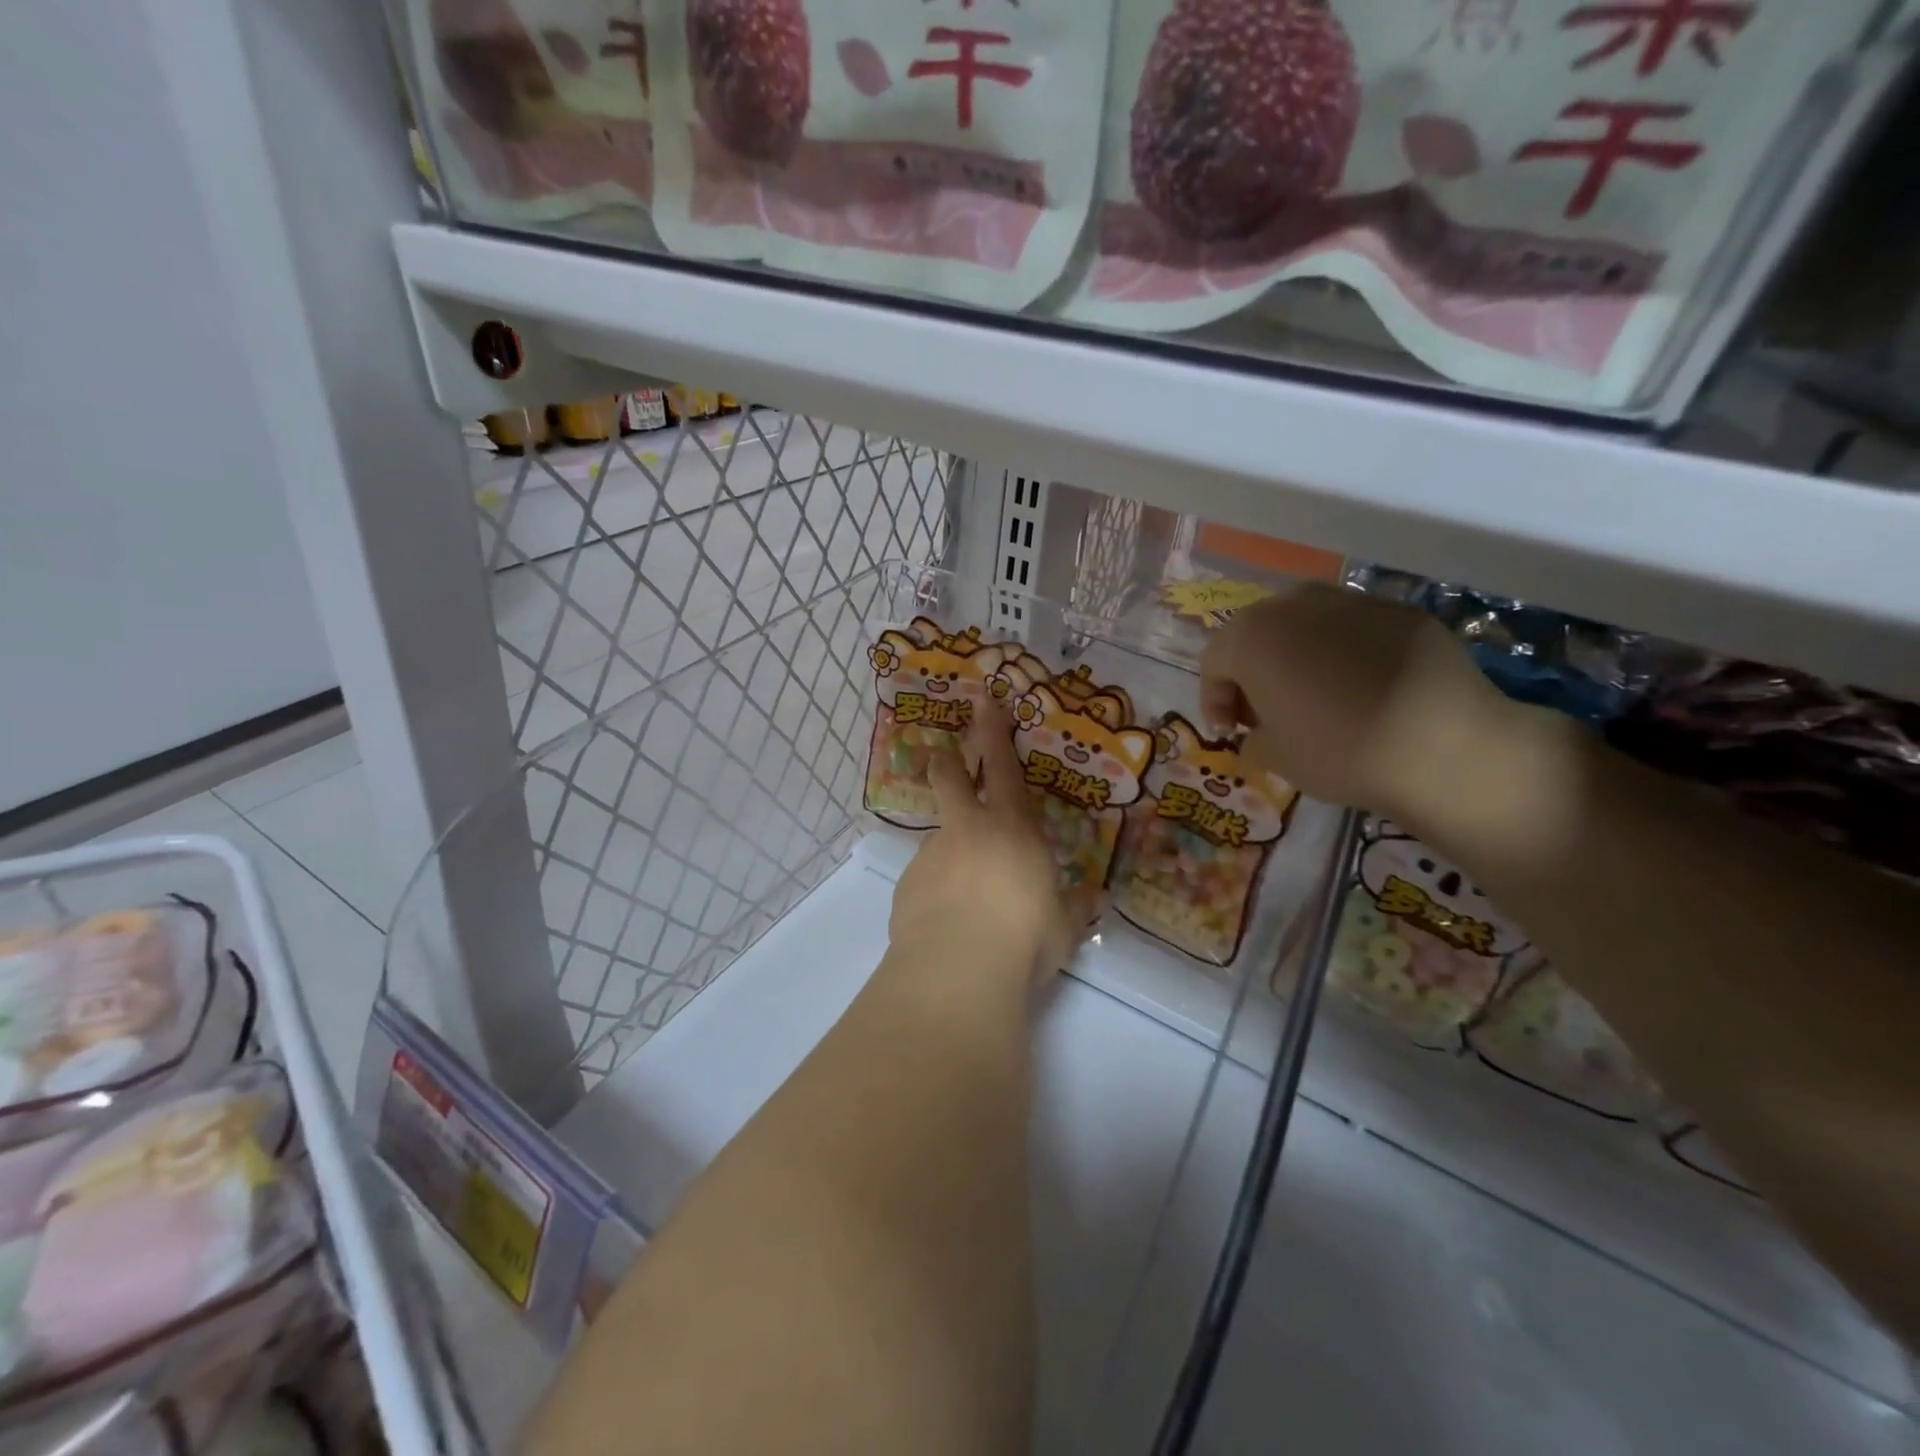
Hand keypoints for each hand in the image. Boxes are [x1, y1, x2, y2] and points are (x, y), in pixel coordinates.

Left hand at [888, 708, 1093, 989]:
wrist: (958, 969)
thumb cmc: (1025, 938)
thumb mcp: (1063, 927)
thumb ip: (1077, 908)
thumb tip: (1096, 899)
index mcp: (1014, 829)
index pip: (1005, 768)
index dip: (993, 731)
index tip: (983, 699)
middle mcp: (969, 830)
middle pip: (951, 778)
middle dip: (949, 763)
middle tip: (944, 758)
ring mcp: (933, 854)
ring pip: (940, 838)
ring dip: (951, 854)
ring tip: (965, 902)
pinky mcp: (907, 884)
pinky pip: (925, 880)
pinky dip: (936, 892)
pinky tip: (946, 924)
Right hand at [1200, 583, 1533, 831]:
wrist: (1443, 746)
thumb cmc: (1337, 751)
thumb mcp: (1273, 757)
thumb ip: (1250, 737)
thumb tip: (1257, 731)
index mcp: (1252, 637)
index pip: (1213, 661)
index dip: (1214, 699)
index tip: (1230, 733)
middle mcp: (1294, 605)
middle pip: (1257, 634)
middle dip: (1253, 672)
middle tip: (1266, 713)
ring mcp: (1352, 601)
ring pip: (1306, 624)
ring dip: (1298, 656)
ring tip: (1315, 696)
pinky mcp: (1401, 611)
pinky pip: (1354, 630)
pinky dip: (1346, 654)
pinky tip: (1364, 690)